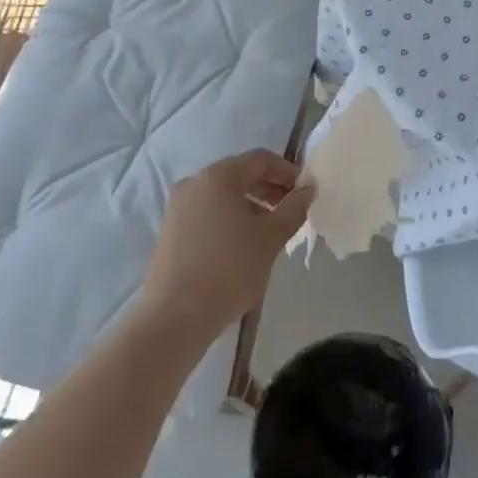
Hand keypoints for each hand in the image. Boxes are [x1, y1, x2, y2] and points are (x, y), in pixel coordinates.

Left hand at [139, 150, 312, 341]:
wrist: (174, 317)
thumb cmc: (229, 270)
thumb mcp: (271, 238)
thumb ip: (293, 208)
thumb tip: (306, 190)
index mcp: (218, 177)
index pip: (260, 160)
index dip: (287, 171)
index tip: (305, 191)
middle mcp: (194, 183)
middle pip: (240, 174)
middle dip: (270, 188)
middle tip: (292, 210)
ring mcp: (178, 207)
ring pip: (223, 194)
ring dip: (251, 204)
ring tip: (272, 229)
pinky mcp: (171, 230)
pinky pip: (208, 211)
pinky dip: (230, 217)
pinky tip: (244, 243)